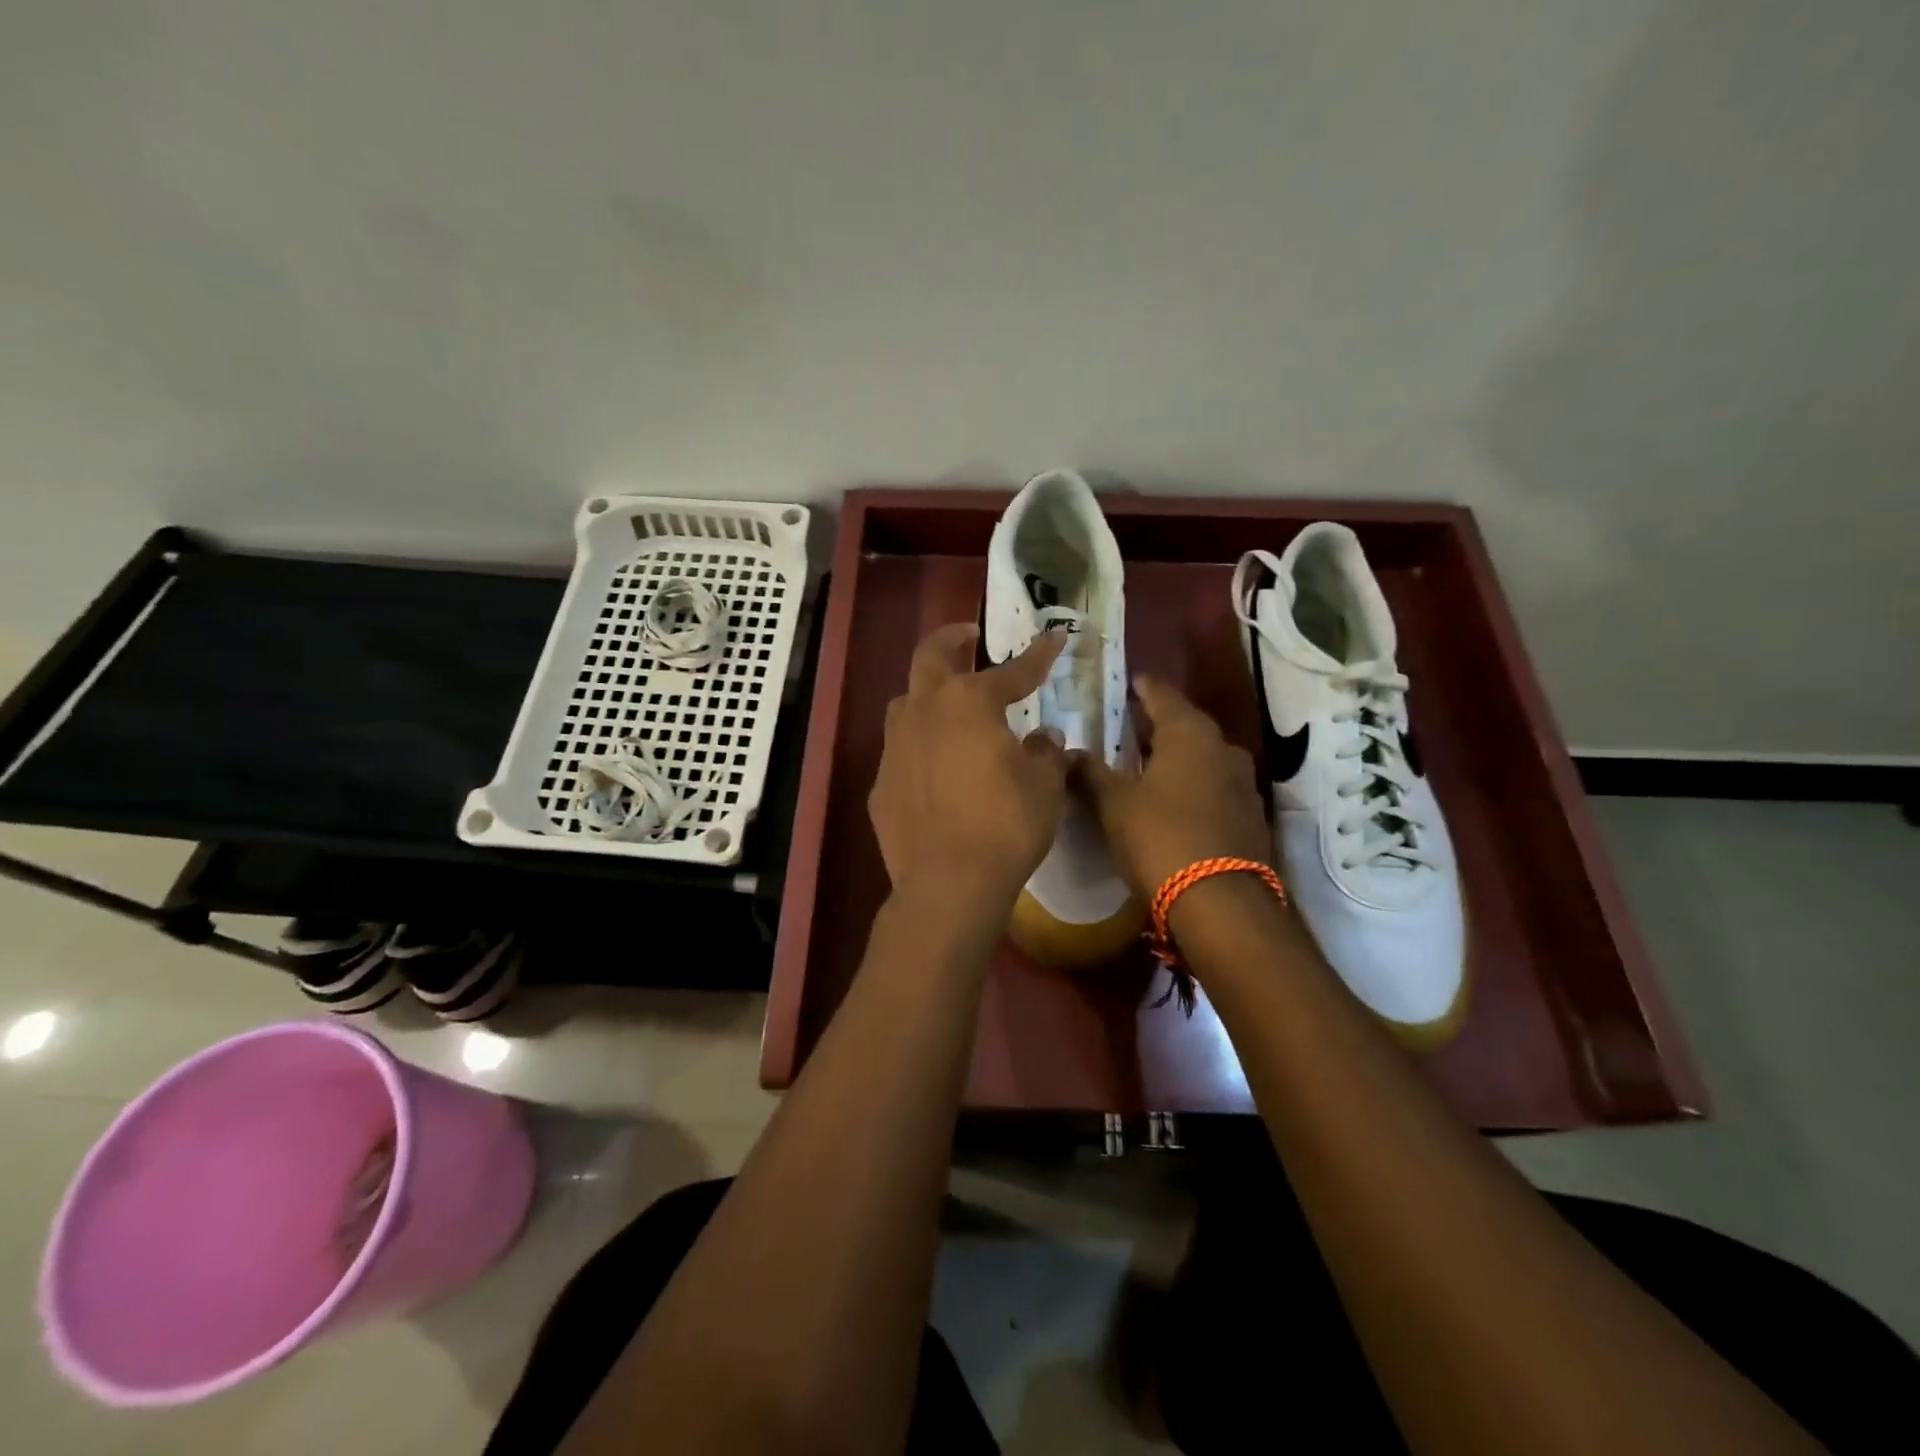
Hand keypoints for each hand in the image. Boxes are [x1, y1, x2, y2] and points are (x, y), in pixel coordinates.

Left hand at [869, 624, 1069, 903]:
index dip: (1037, 655)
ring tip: (945, 700)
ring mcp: (895, 747)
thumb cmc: (1006, 824)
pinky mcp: (881, 784)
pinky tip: (932, 766)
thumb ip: (1046, 753)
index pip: (1012, 670)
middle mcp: (924, 712)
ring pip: (905, 702)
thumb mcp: (1044, 785)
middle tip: (967, 634)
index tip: (1054, 638)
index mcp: (969, 702)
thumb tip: (1043, 739)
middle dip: (951, 639)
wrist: (949, 882)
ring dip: (926, 692)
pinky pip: (900, 752)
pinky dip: (919, 747)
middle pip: (930, 657)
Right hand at [1072, 675, 1271, 898]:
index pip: (1163, 696)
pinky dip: (1193, 783)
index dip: (1144, 688)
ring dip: (1178, 755)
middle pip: (1187, 725)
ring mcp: (1243, 783)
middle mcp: (1223, 749)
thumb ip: (1090, 774)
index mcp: (1189, 734)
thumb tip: (1067, 753)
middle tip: (1131, 724)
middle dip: (1159, 723)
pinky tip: (1174, 800)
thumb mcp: (1113, 805)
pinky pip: (1216, 785)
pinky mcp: (1250, 816)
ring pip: (1204, 756)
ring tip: (1149, 763)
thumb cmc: (1160, 839)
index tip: (1130, 682)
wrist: (1222, 904)